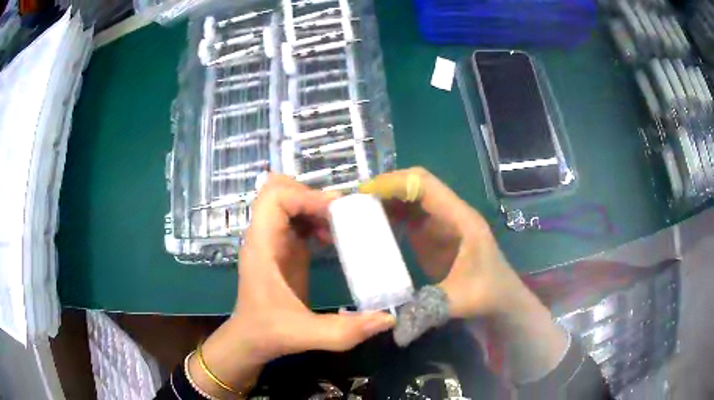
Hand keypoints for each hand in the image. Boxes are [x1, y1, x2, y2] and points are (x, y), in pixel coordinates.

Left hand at [234, 174, 394, 358]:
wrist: (249, 340)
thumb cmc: (268, 333)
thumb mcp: (306, 335)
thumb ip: (345, 331)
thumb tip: (388, 318)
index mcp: (262, 248)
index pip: (273, 198)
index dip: (305, 195)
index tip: (335, 211)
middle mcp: (263, 237)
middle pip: (278, 190)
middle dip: (311, 195)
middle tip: (339, 215)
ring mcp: (272, 241)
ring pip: (287, 200)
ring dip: (314, 205)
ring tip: (339, 226)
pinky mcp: (282, 248)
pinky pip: (295, 218)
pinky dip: (314, 218)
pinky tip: (330, 239)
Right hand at [360, 167, 567, 382]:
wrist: (502, 298)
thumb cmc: (487, 294)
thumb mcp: (459, 302)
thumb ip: (428, 311)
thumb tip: (393, 328)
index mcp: (461, 219)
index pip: (426, 185)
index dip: (395, 183)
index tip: (365, 193)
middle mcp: (451, 213)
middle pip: (417, 185)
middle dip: (386, 187)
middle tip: (355, 200)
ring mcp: (443, 222)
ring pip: (412, 197)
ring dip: (387, 198)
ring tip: (357, 209)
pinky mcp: (435, 234)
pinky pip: (410, 214)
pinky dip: (391, 213)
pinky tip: (372, 224)